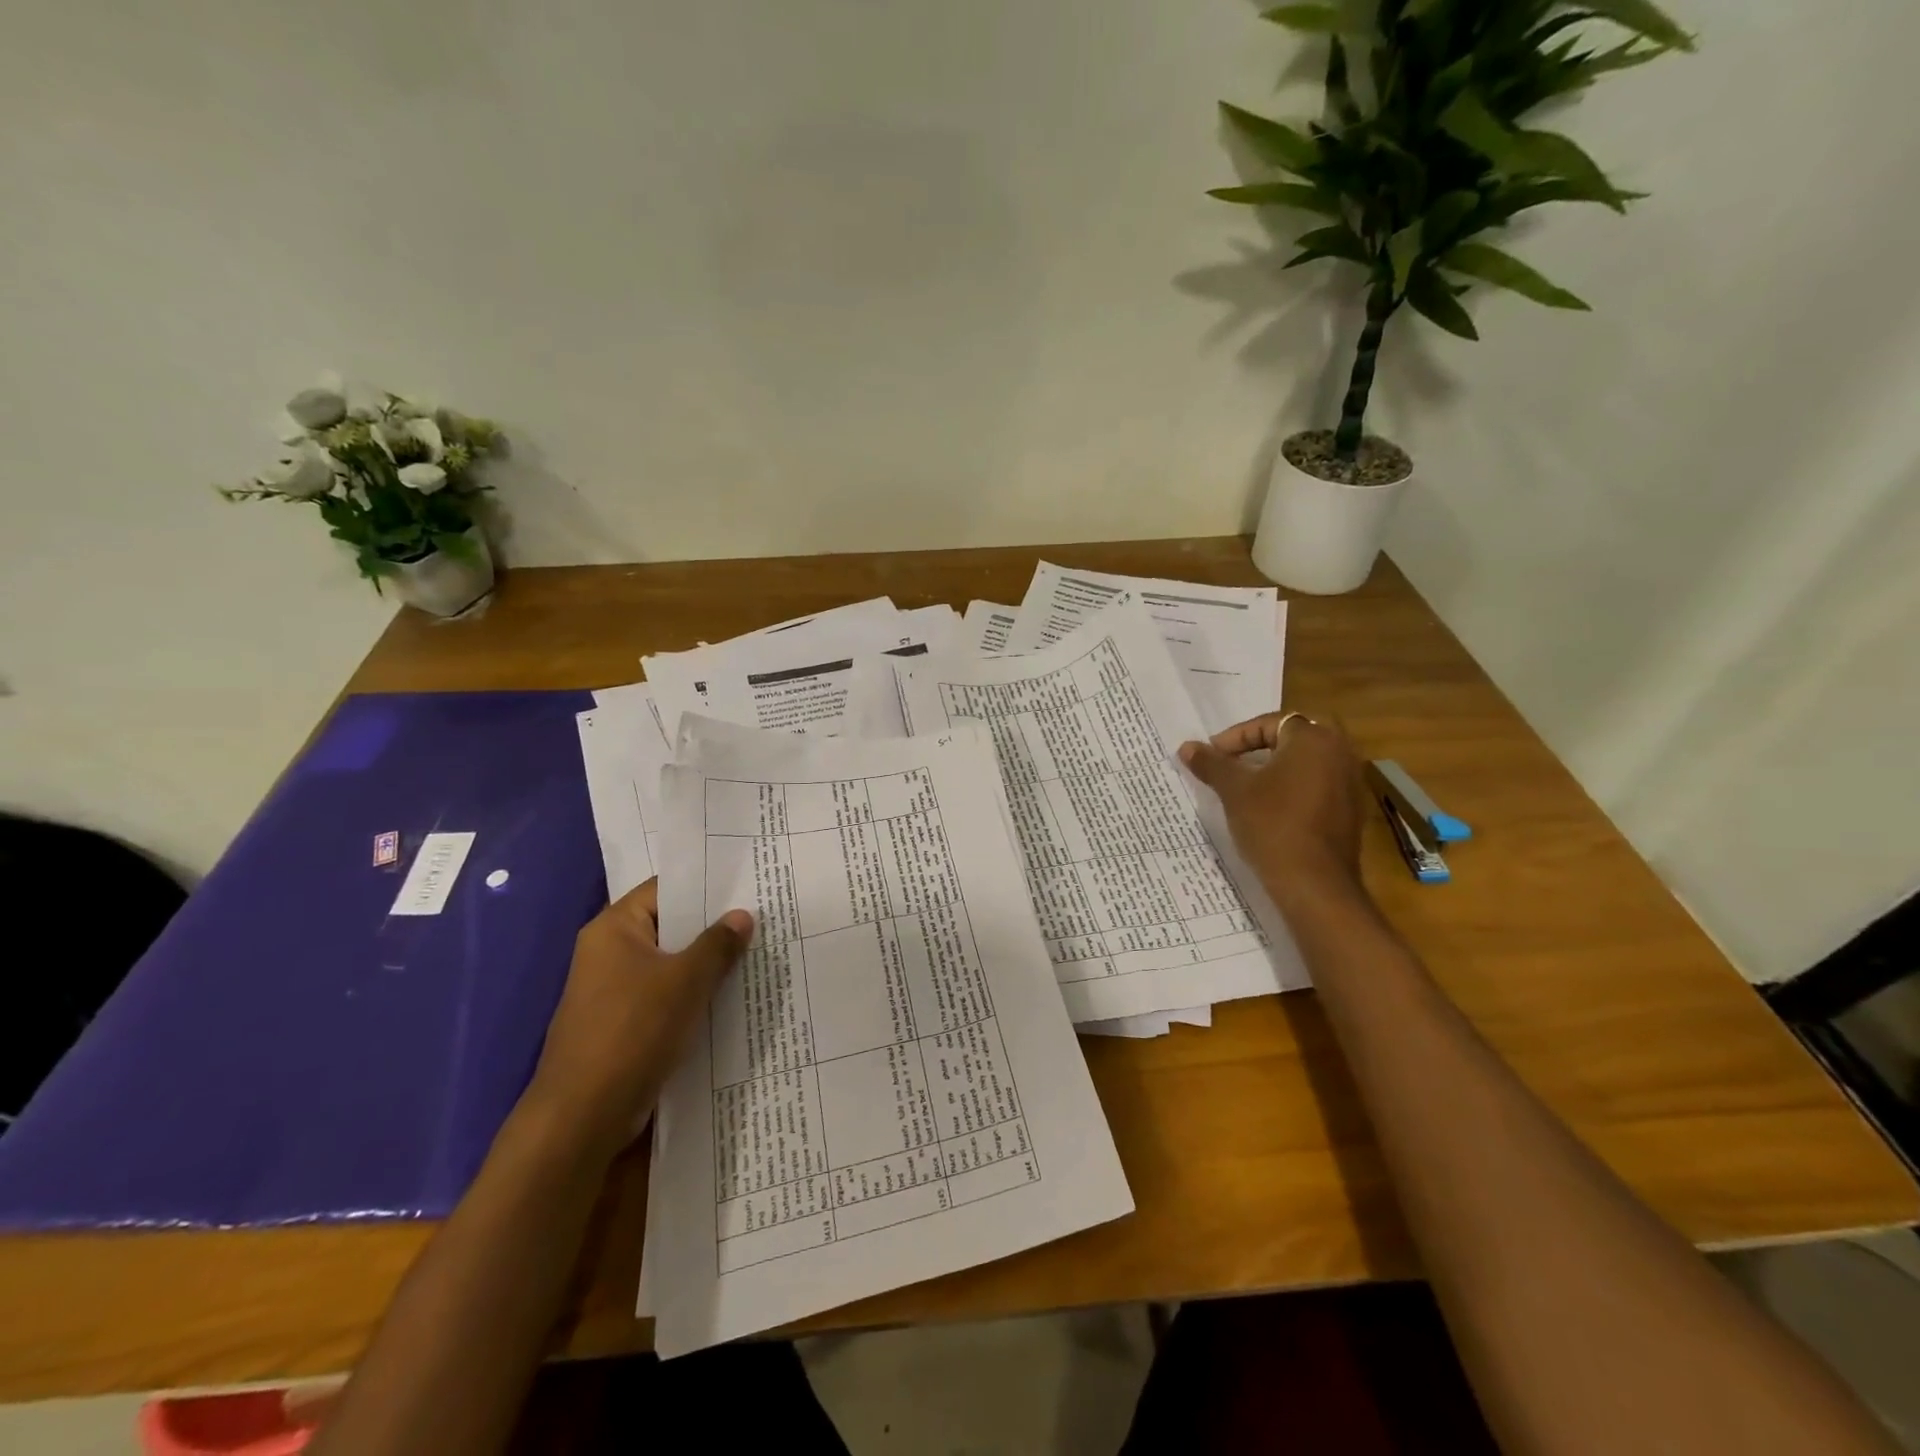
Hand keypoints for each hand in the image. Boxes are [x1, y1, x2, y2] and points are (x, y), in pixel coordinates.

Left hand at [524, 879, 751, 1154]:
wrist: (583, 1115)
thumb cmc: (632, 1031)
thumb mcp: (686, 981)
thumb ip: (718, 944)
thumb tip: (743, 916)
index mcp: (614, 929)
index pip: (665, 889)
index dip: (706, 885)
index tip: (748, 884)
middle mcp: (609, 952)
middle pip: (669, 926)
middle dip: (713, 926)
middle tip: (762, 916)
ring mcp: (614, 990)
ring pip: (670, 964)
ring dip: (707, 963)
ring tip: (756, 953)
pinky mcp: (624, 1024)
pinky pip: (666, 996)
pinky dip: (694, 994)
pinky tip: (732, 997)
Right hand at [1179, 711, 1365, 903]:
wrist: (1314, 883)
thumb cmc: (1272, 825)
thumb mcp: (1234, 791)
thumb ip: (1211, 764)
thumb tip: (1186, 746)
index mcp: (1313, 739)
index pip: (1269, 723)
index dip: (1236, 737)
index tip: (1213, 756)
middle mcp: (1340, 752)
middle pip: (1292, 738)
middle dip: (1260, 747)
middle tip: (1232, 762)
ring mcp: (1350, 782)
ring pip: (1307, 762)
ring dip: (1276, 768)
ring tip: (1246, 786)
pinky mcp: (1351, 810)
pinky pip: (1318, 785)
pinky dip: (1293, 788)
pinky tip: (1270, 809)